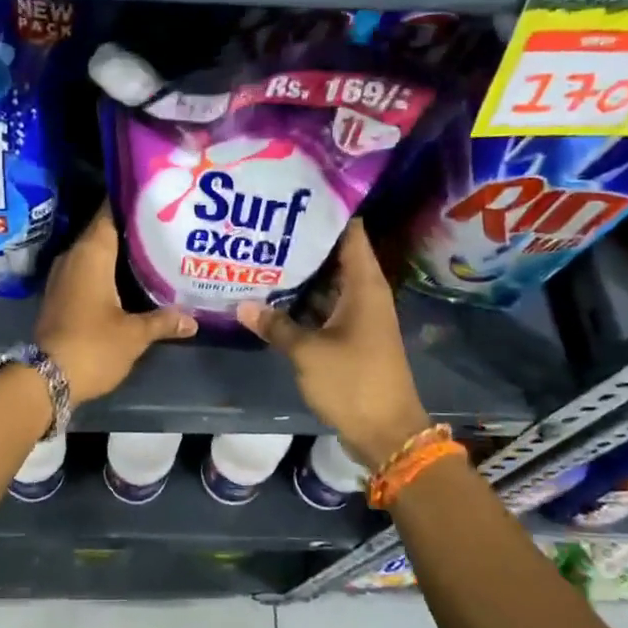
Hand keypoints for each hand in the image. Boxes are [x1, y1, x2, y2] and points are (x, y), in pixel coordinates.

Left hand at [36, 206, 196, 402]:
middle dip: (133, 228)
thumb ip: (164, 321)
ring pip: (96, 253)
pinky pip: (88, 271)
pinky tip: (131, 279)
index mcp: (91, 253)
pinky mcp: (61, 295)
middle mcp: (74, 257)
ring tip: (155, 249)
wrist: (46, 379)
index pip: (110, 213)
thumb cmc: (93, 346)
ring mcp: (64, 276)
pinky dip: (108, 270)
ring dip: (121, 252)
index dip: (132, 202)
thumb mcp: (134, 335)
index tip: (157, 197)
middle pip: (105, 231)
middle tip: (166, 224)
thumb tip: (193, 319)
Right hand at [236, 221, 428, 468]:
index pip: (351, 234)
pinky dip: (303, 302)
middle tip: (265, 224)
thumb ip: (275, 325)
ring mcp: (358, 317)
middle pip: (335, 256)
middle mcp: (364, 294)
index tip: (296, 195)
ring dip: (301, 274)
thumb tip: (242, 304)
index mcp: (364, 286)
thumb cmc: (353, 382)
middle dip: (304, 242)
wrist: (386, 432)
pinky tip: (272, 297)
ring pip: (327, 284)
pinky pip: (324, 308)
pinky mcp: (350, 337)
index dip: (328, 212)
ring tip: (262, 254)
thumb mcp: (308, 352)